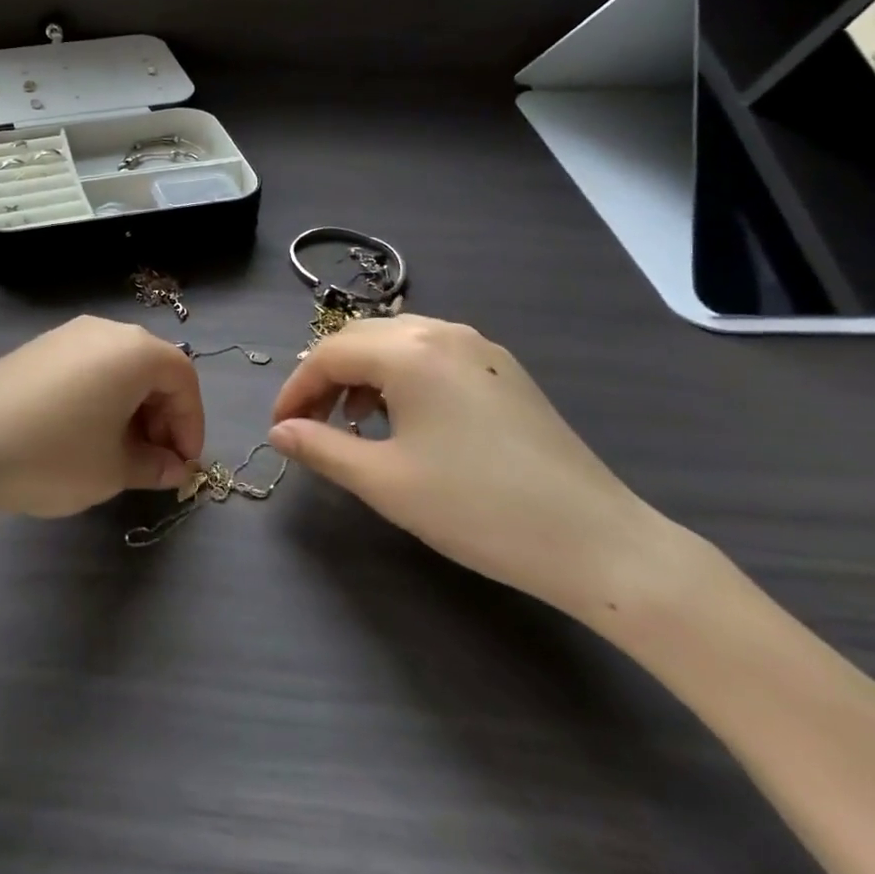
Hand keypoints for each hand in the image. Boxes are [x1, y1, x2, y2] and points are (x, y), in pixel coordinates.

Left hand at [0, 316, 205, 518]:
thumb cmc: (52, 455)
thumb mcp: (112, 470)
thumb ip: (153, 465)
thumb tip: (172, 466)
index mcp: (134, 350)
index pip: (184, 379)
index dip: (191, 423)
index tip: (182, 465)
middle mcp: (105, 330)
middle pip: (153, 368)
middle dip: (163, 416)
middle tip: (154, 462)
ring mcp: (68, 334)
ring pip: (120, 367)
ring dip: (133, 408)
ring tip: (120, 453)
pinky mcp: (39, 347)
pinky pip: (89, 367)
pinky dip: (102, 397)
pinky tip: (84, 434)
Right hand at [269, 316, 673, 619]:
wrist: (595, 541)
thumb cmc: (477, 509)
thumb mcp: (385, 482)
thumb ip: (321, 448)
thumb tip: (279, 432)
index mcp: (410, 350)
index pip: (329, 354)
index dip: (295, 388)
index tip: (279, 427)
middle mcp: (442, 332)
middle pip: (360, 339)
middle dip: (325, 376)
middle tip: (308, 423)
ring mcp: (478, 347)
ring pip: (396, 343)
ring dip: (362, 374)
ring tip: (353, 423)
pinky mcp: (502, 369)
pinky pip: (431, 355)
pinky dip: (400, 377)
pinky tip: (402, 418)